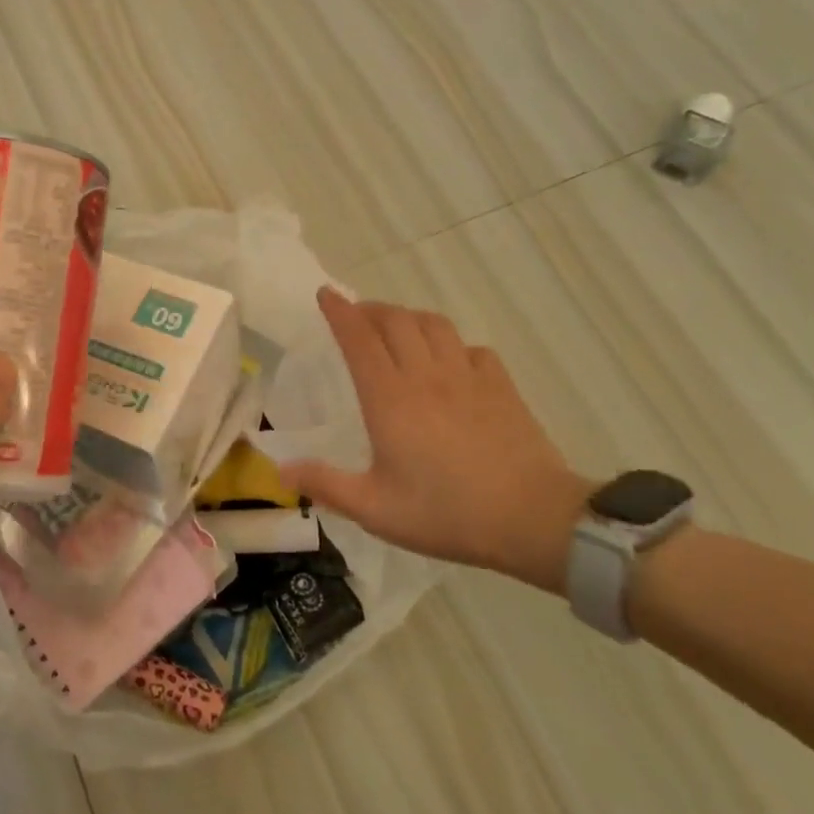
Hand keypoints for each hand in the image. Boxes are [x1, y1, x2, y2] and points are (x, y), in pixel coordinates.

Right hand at [281, 288, 594, 593]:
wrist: (533, 519)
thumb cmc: (446, 513)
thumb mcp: (375, 509)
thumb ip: (325, 485)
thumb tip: (280, 470)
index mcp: (389, 398)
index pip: (359, 338)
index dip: (339, 312)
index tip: (325, 294)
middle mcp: (426, 376)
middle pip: (396, 320)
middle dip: (371, 309)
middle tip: (356, 316)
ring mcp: (468, 377)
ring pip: (434, 325)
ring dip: (409, 318)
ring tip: (397, 330)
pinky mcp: (501, 387)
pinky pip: (472, 349)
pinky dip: (453, 345)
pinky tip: (450, 363)